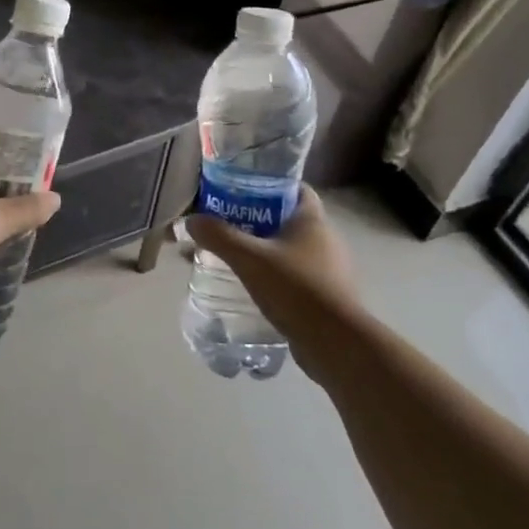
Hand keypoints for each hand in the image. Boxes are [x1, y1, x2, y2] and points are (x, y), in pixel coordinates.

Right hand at [186, 187, 358, 344]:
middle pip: (287, 219)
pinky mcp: (327, 295)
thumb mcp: (249, 259)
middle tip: (226, 227)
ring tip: (233, 258)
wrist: (336, 344)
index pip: (294, 188)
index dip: (268, 184)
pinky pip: (295, 275)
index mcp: (312, 220)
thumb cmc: (295, 288)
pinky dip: (274, 276)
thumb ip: (219, 236)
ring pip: (290, 249)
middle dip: (256, 220)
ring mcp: (329, 269)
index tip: (240, 191)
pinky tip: (252, 287)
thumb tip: (191, 220)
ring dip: (264, 251)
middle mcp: (325, 239)